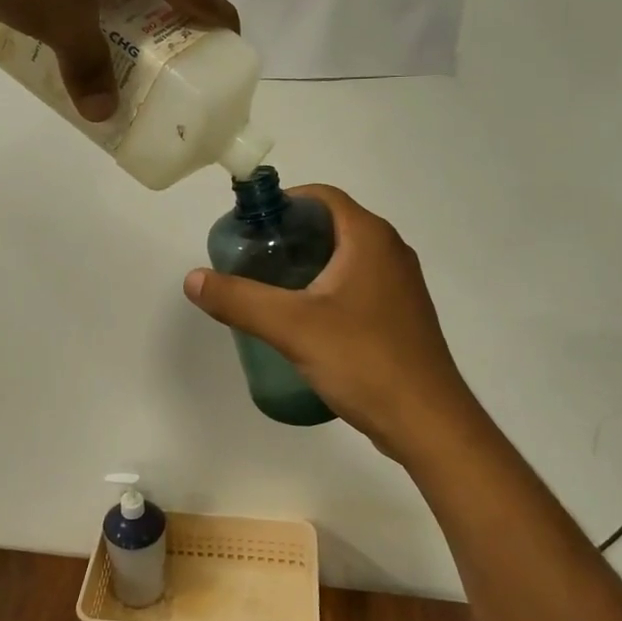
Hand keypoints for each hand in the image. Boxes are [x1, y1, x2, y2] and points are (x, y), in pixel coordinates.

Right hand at [182, 185, 480, 463]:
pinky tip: (302, 319)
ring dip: (306, 264)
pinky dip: (325, 288)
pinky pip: (355, 285)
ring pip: (343, 257)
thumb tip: (193, 278)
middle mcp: (390, 251)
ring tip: (268, 288)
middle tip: (250, 260)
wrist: (428, 423)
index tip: (249, 228)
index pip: (321, 197)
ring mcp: (399, 285)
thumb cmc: (364, 361)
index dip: (282, 203)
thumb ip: (240, 299)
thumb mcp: (292, 327)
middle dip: (288, 236)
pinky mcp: (399, 315)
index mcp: (369, 238)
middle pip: (330, 225)